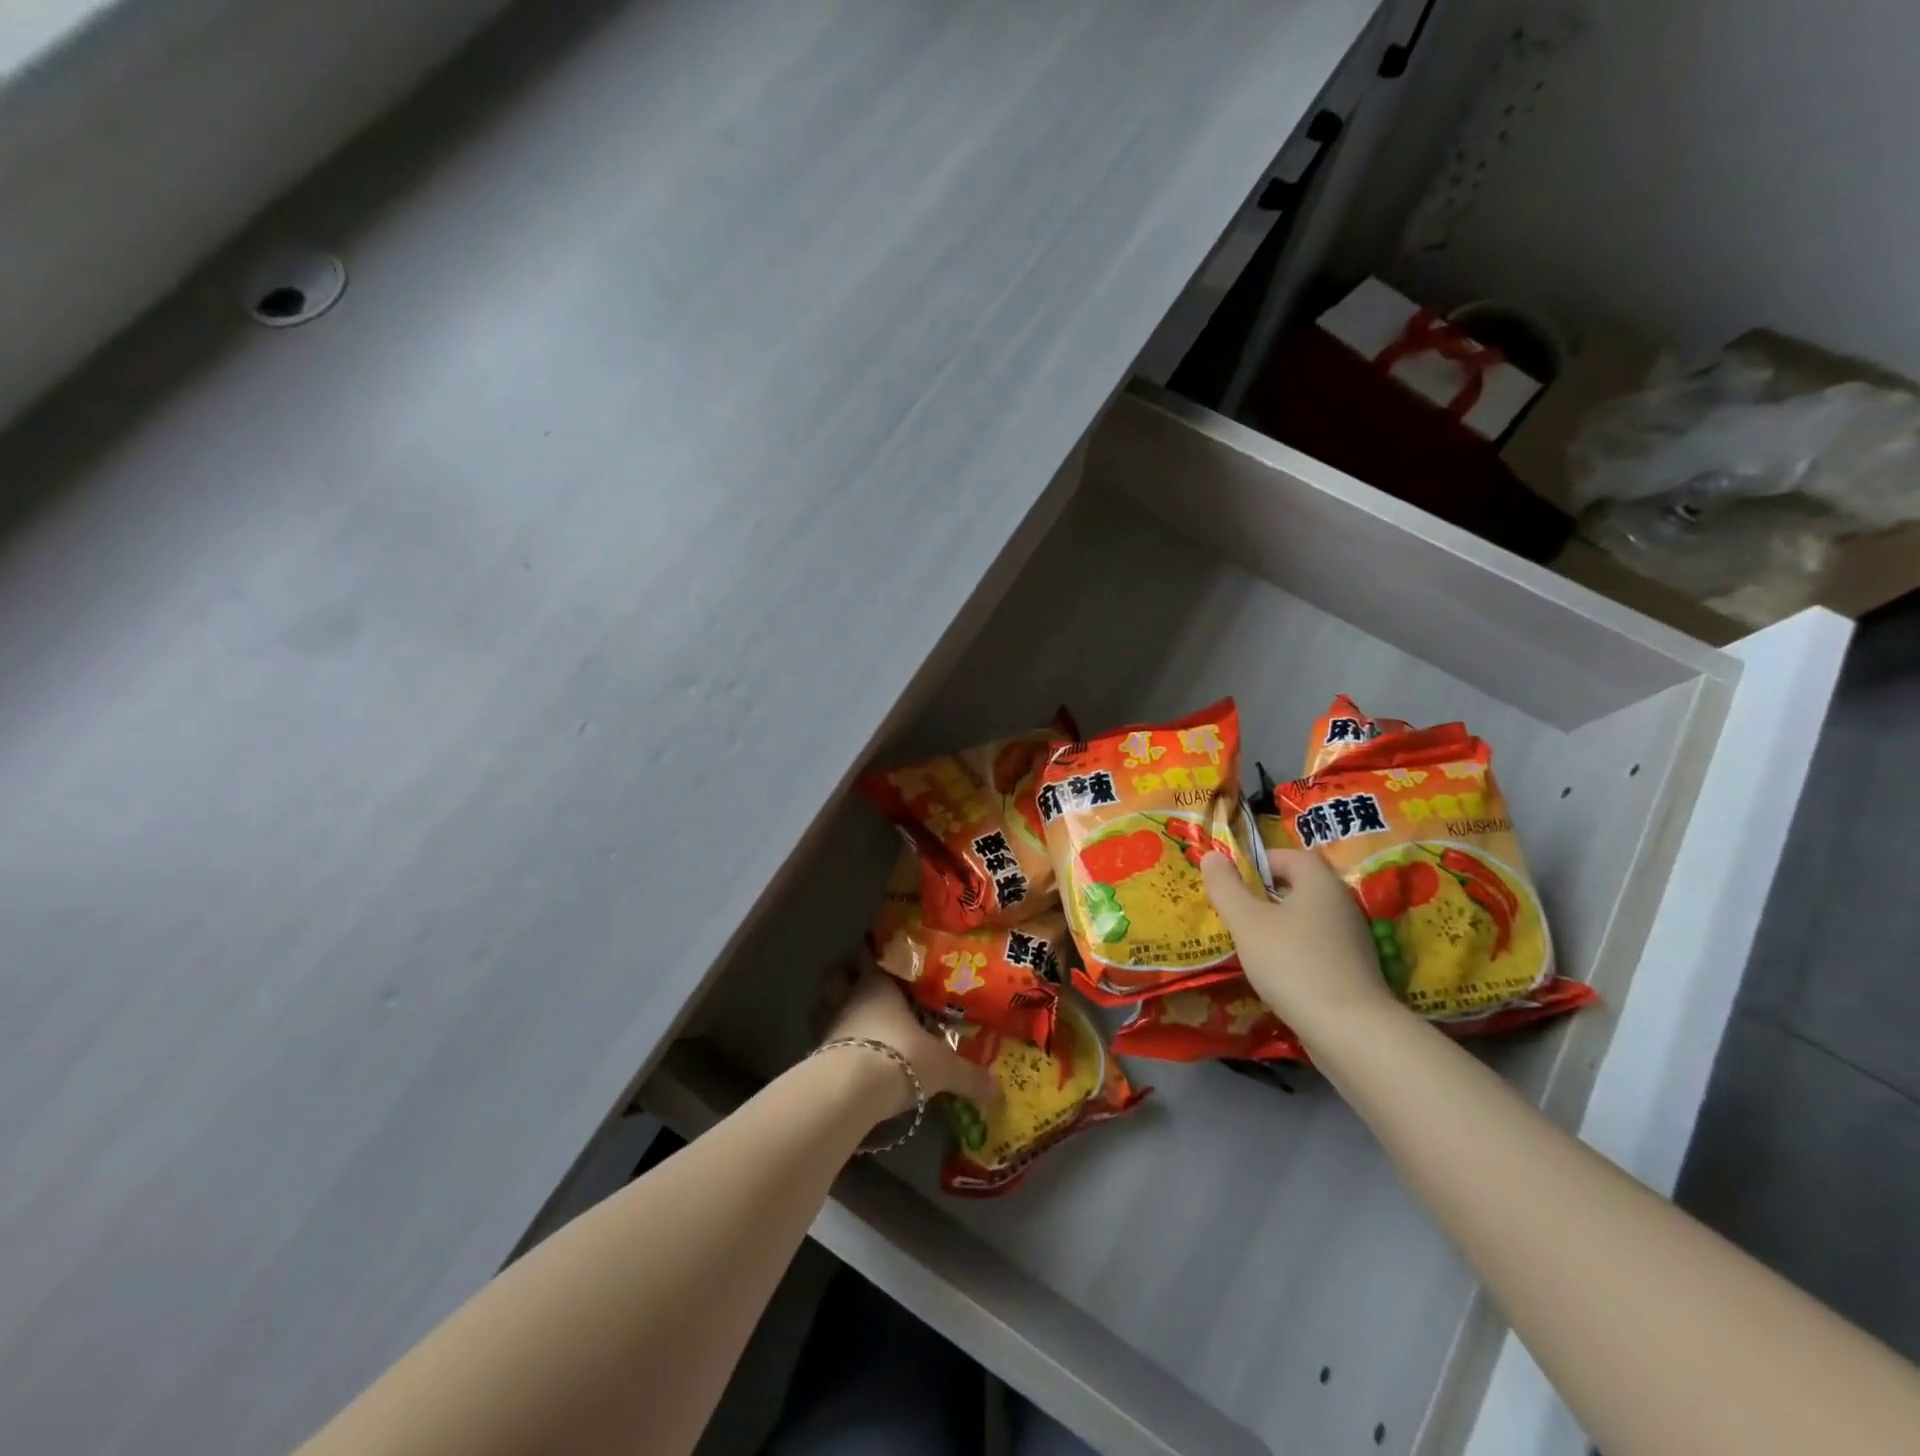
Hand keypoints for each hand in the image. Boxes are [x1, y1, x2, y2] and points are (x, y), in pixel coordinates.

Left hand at [818, 958, 997, 1114]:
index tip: (878, 947)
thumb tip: (999, 1091)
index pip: (871, 956)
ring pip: (824, 1003)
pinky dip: (829, 1041)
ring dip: (832, 1006)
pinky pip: (821, 1038)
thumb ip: (969, 1076)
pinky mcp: (815, 1055)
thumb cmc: (899, 1057)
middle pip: (838, 975)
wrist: (849, 1091)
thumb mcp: (942, 1068)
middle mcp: (849, 998)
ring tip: (848, 1015)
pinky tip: (843, 1053)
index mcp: (879, 986)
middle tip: (858, 979)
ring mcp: (828, 1025)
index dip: (873, 950)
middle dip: (845, 974)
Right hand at [1201, 849, 1403, 1042]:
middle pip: (1299, 887)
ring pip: (1307, 919)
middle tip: (1234, 911)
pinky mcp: (1354, 970)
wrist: (1349, 1031)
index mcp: (1320, 882)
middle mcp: (1341, 904)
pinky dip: (1294, 952)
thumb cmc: (1292, 963)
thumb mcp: (1246, 922)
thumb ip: (1226, 886)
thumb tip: (1211, 855)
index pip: (1290, 855)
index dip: (1259, 862)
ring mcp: (1352, 939)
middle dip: (1264, 895)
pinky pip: (1316, 947)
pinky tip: (1274, 973)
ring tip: (1248, 944)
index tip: (1232, 881)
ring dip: (1278, 926)